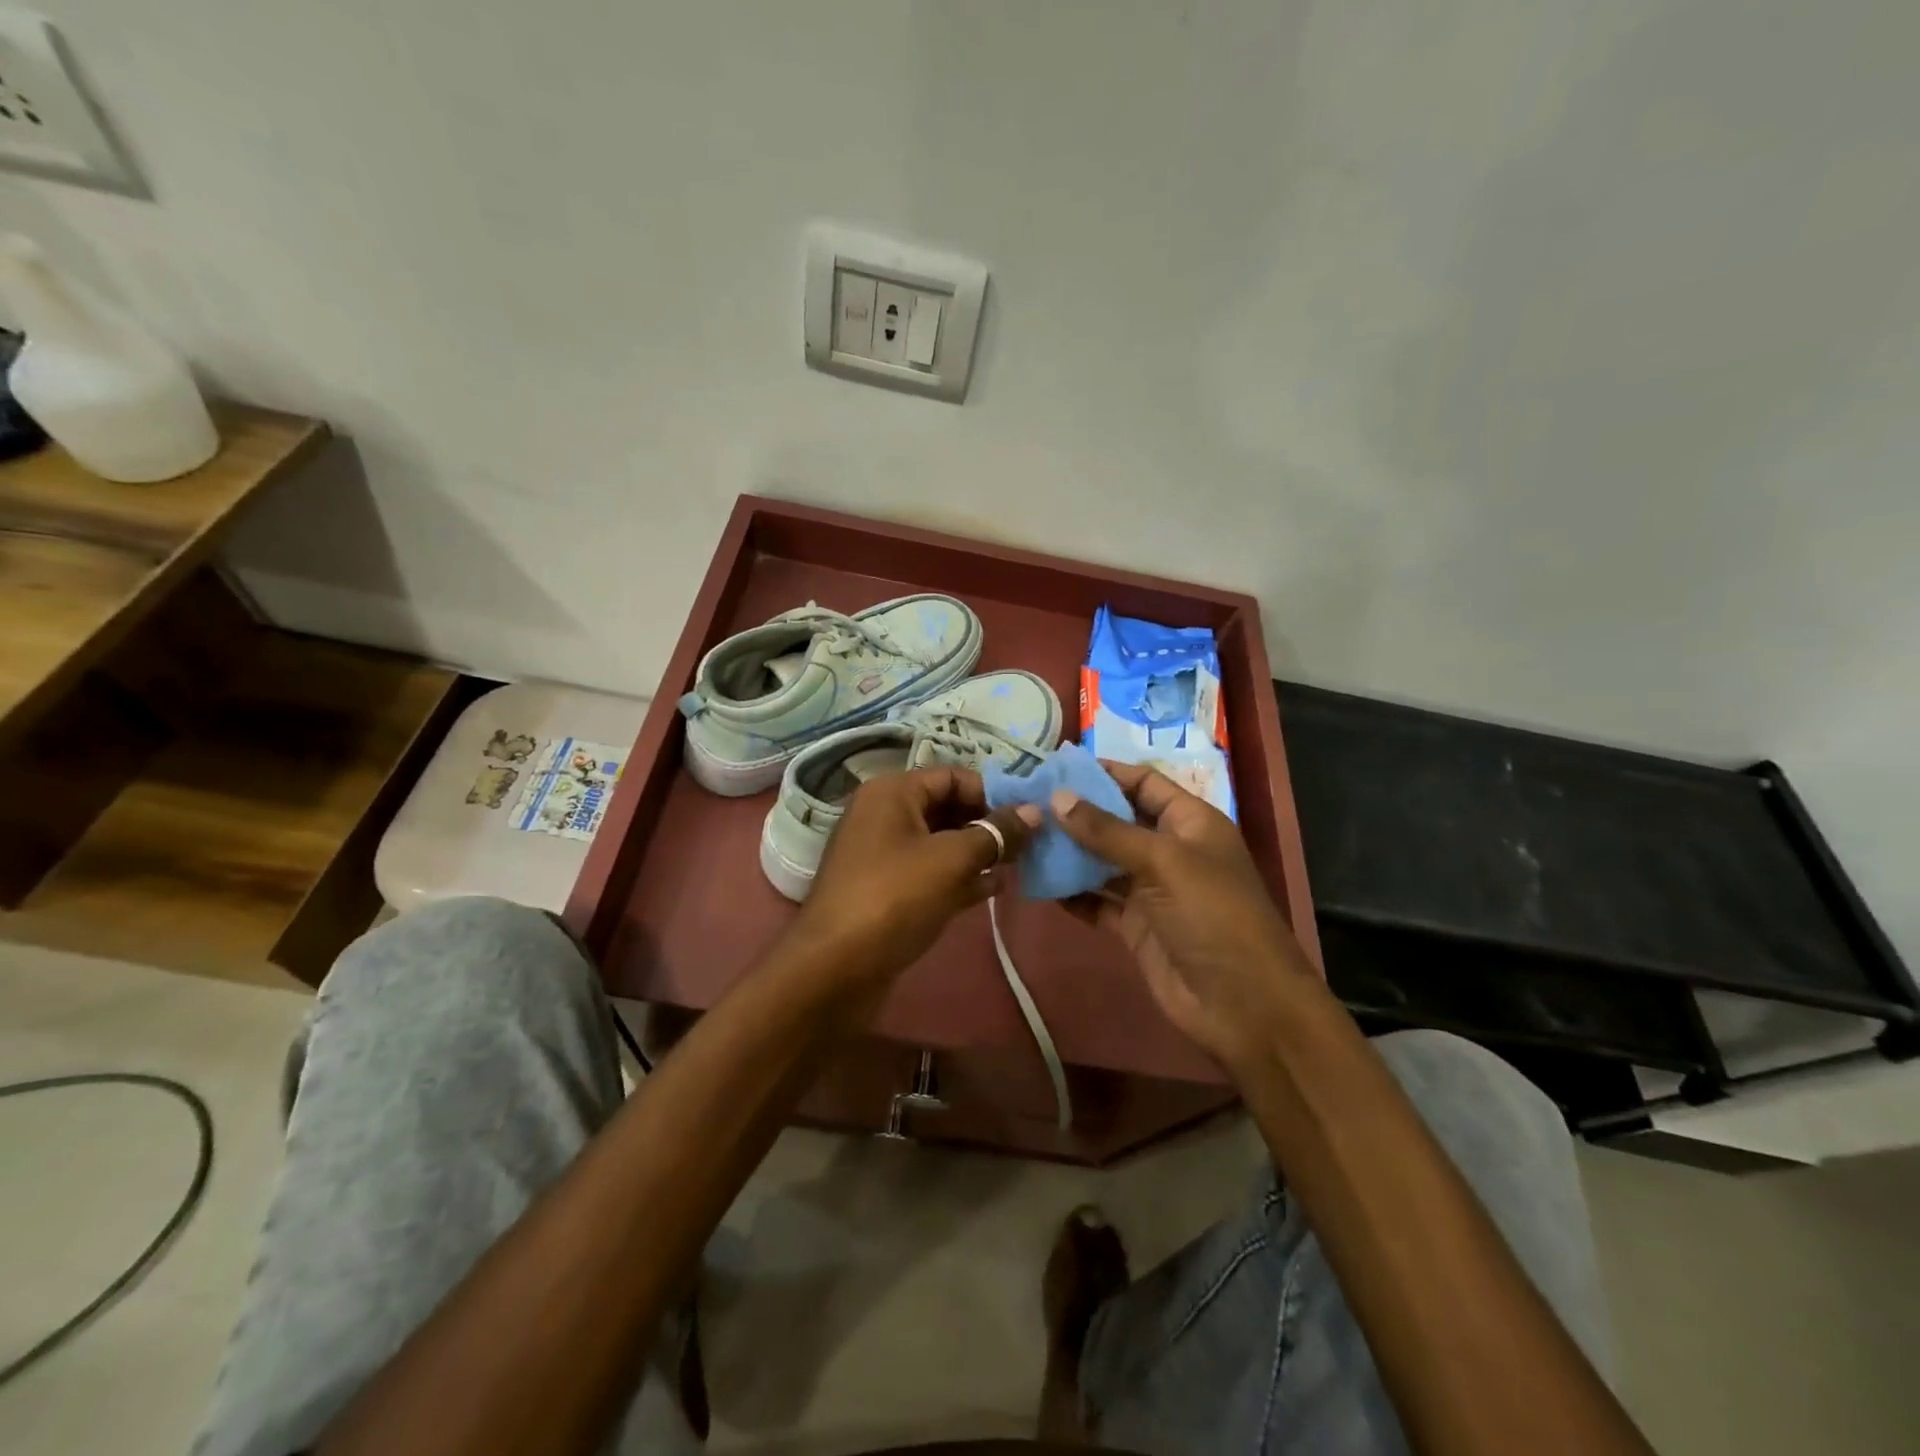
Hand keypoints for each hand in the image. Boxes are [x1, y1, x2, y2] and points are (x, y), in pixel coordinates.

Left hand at [789, 767, 1040, 993]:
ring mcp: (883, 853)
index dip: (992, 793)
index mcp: (892, 792)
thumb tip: (1035, 811)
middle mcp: (884, 814)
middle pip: (947, 807)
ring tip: (1019, 867)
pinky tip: (994, 890)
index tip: (1028, 818)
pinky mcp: (886, 889)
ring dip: (979, 852)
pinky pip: (930, 871)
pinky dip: (961, 876)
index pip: (953, 776)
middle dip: (988, 824)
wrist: (835, 968)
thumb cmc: (895, 898)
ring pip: (941, 842)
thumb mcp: (952, 860)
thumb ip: (997, 833)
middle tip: (1029, 845)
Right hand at [1054, 762, 1316, 1071]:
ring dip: (1069, 852)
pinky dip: (1071, 893)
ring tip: (1024, 837)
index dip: (1106, 772)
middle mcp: (1170, 850)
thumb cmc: (1213, 916)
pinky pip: (1097, 901)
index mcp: (1191, 823)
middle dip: (1078, 812)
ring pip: (1102, 862)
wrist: (1243, 1005)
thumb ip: (1108, 831)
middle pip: (1118, 821)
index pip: (1144, 783)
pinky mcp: (1135, 926)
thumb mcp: (1163, 862)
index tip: (1057, 765)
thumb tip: (1058, 798)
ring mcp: (1152, 891)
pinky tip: (1037, 882)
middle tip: (1028, 801)